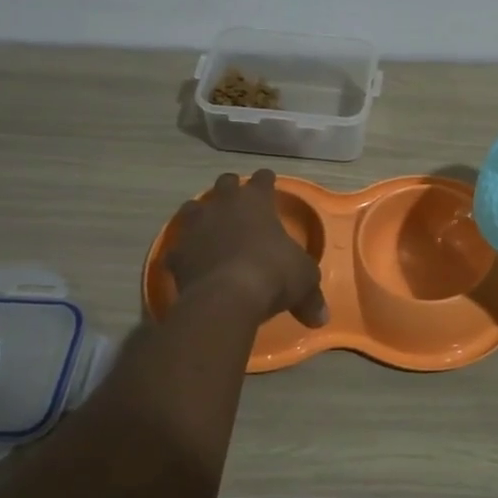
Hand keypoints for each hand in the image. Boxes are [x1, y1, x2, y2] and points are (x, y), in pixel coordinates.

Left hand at [167, 171, 327, 326]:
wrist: (226, 298)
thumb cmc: (273, 274)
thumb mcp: (304, 282)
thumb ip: (311, 295)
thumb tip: (321, 317)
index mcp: (256, 200)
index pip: (263, 179)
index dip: (267, 181)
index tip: (269, 183)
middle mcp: (223, 204)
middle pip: (225, 183)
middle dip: (231, 190)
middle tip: (238, 203)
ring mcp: (195, 226)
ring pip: (193, 208)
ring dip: (202, 215)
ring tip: (209, 228)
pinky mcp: (176, 253)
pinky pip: (178, 248)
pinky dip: (185, 253)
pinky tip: (190, 263)